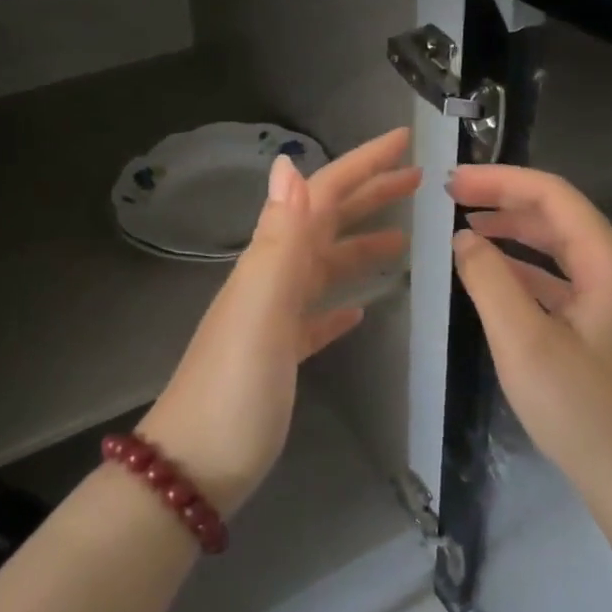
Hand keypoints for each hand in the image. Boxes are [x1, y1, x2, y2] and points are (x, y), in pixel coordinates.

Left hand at [139, 129, 418, 515]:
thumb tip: (290, 166)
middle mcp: (271, 279)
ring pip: (323, 267)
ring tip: (403, 243)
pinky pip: (314, 316)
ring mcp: (274, 318)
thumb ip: (280, 240)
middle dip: (369, 196)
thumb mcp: (261, 310)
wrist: (193, 469)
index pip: (321, 196)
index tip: (405, 142)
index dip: (362, 165)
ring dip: (360, 247)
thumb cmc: (235, 389)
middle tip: (418, 182)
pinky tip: (359, 310)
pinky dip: (338, 303)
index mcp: (271, 262)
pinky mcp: (279, 355)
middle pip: (326, 223)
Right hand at [448, 165, 611, 519]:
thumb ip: (489, 281)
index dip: (500, 180)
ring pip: (560, 248)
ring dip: (514, 233)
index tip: (453, 182)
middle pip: (558, 216)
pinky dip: (526, 270)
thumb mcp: (523, 342)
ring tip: (467, 228)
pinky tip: (496, 276)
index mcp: (609, 263)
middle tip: (453, 198)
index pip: (553, 196)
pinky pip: (562, 281)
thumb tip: (464, 238)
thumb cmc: (582, 410)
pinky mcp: (606, 327)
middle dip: (504, 201)